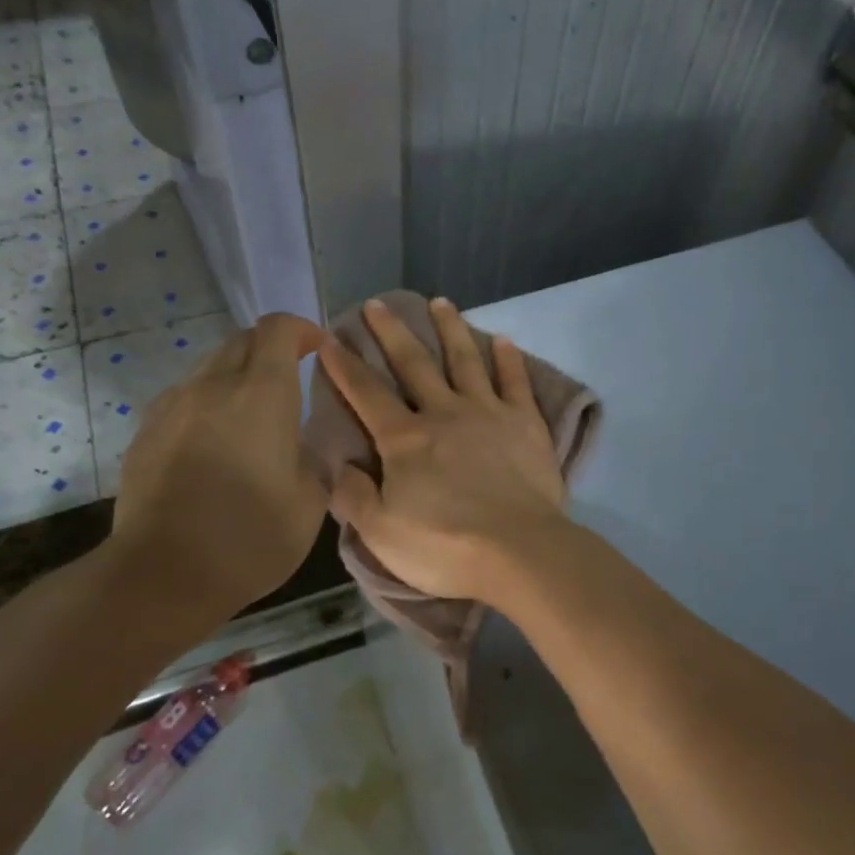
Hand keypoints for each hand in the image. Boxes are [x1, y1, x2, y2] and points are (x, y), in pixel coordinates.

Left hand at [112, 313, 326, 615]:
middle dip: (271, 349)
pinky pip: (184, 396)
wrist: (162, 575)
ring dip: (237, 374)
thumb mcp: (311, 501)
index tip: (318, 349)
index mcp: (261, 394)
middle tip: (290, 381)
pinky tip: (214, 441)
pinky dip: (208, 401)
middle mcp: (213, 385)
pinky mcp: (146, 431)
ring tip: (251, 414)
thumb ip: (316, 457)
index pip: (278, 329)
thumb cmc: (249, 538)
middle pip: (242, 339)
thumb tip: (309, 444)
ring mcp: (173, 405)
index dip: (302, 329)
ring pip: (210, 366)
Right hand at [318, 296, 568, 601]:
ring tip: (441, 302)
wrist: (519, 552)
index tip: (329, 337)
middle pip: (413, 363)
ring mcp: (488, 413)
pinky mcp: (525, 423)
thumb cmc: (445, 547)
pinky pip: (515, 382)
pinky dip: (508, 359)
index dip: (344, 365)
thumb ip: (354, 498)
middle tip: (378, 303)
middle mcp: (443, 413)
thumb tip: (339, 468)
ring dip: (451, 329)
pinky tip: (503, 340)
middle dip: (391, 332)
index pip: (366, 393)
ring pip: (465, 360)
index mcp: (404, 439)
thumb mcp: (381, 533)